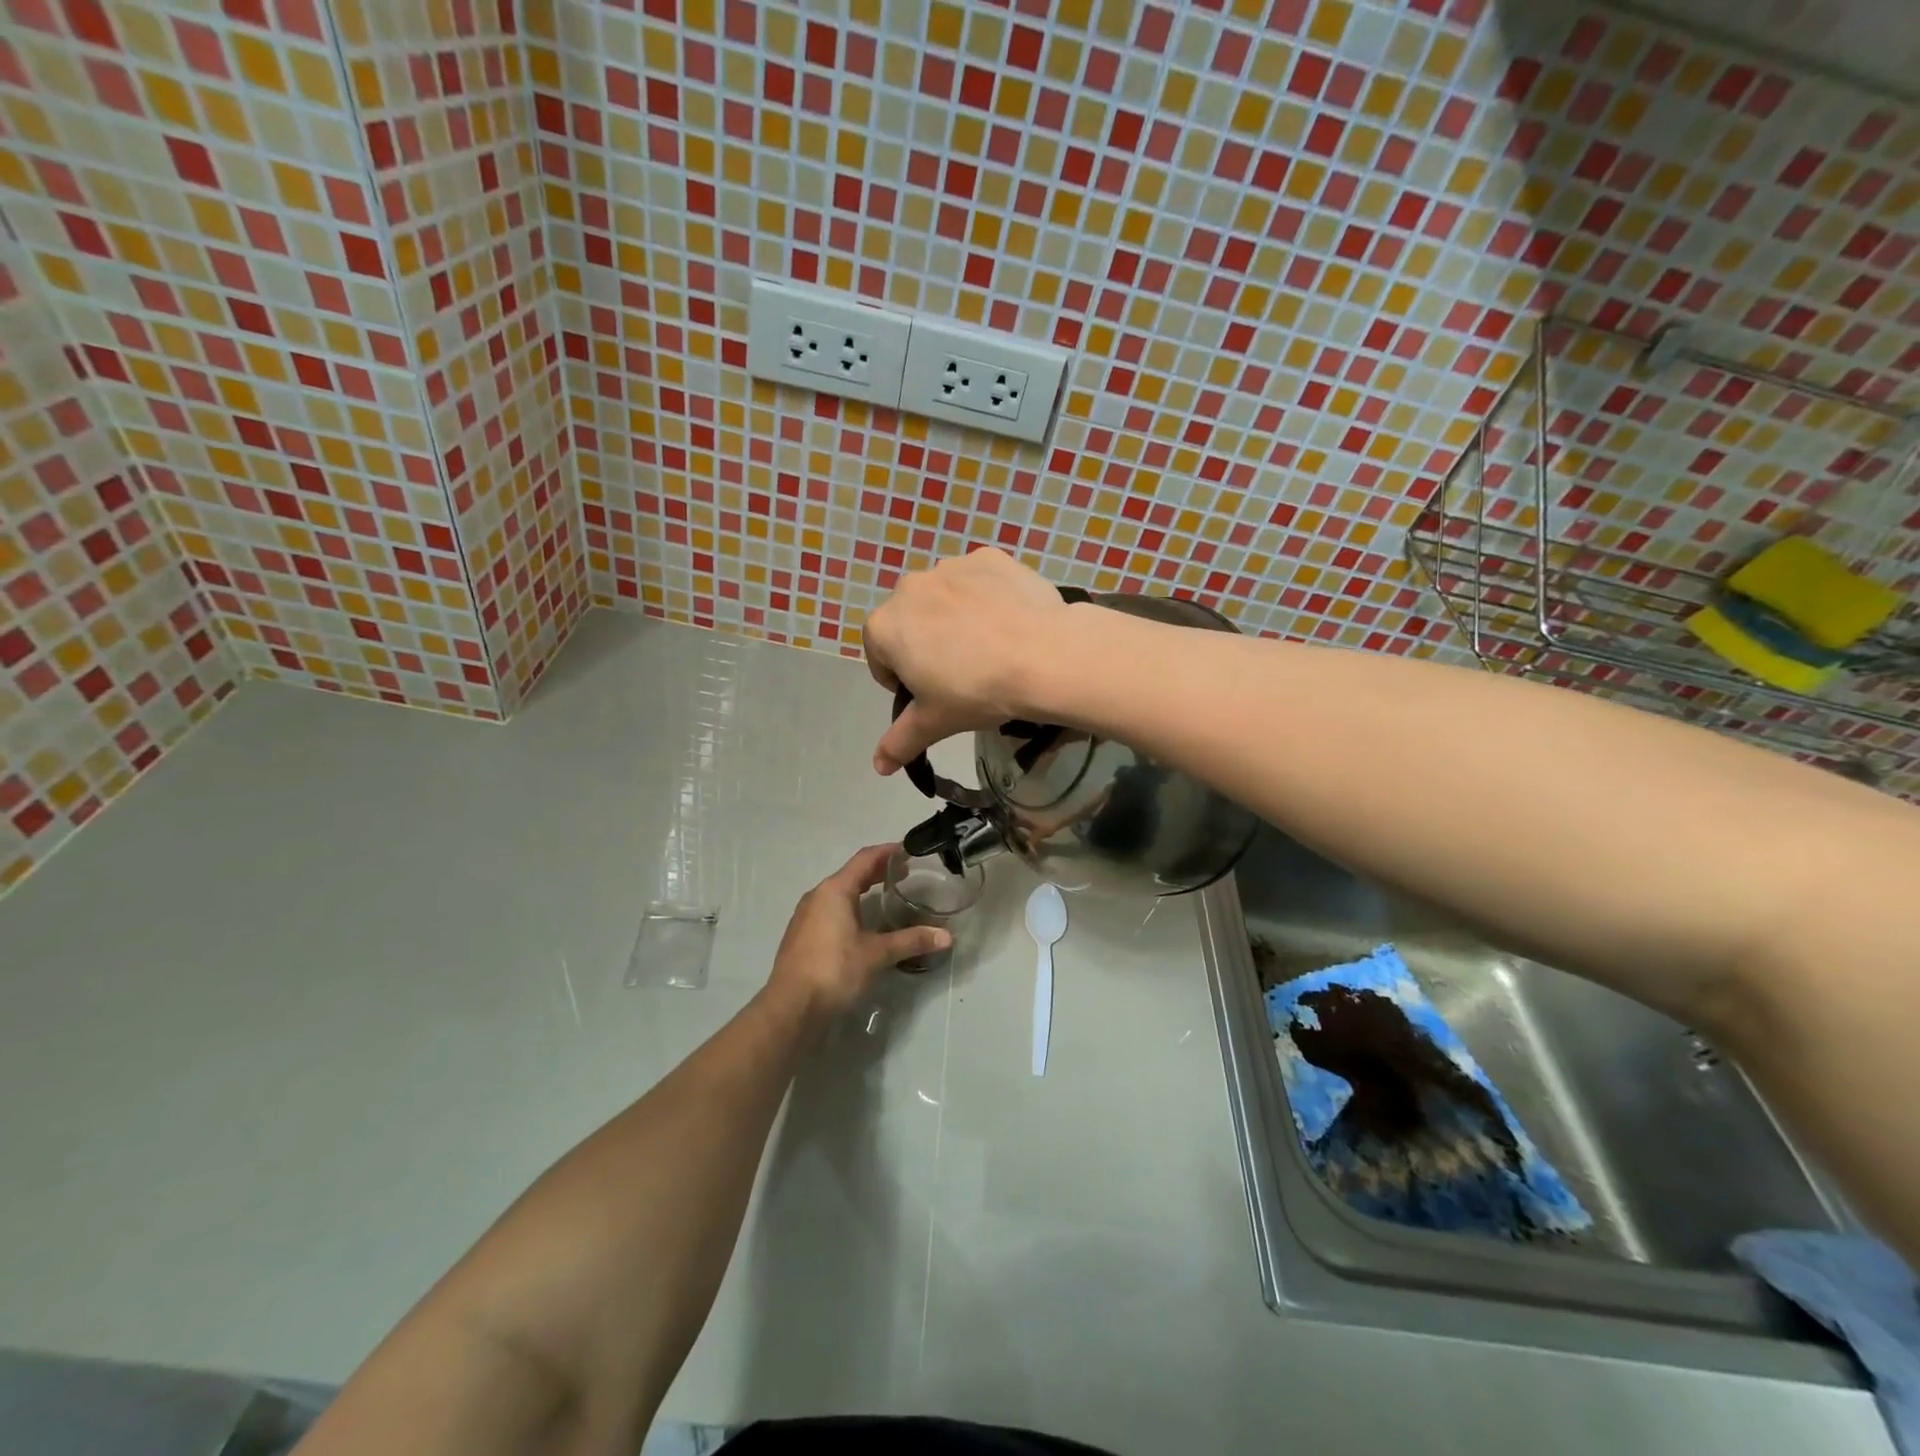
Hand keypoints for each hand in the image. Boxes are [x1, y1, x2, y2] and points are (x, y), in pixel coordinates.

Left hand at [765, 844, 951, 1022]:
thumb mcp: (876, 954)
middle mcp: (818, 895)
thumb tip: (946, 937)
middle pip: (852, 873)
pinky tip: (864, 923)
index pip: (865, 859)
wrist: (790, 1007)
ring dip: (864, 889)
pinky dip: (851, 906)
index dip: (888, 852)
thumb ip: (911, 941)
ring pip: (840, 892)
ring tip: (888, 895)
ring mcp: (806, 915)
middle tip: (906, 873)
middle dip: (879, 871)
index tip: (910, 851)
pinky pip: (831, 909)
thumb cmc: (834, 970)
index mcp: (835, 890)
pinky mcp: (802, 934)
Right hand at [862, 548, 1070, 774]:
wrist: (1043, 656)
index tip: (931, 694)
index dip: (903, 681)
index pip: (880, 658)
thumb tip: (879, 767)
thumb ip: (900, 742)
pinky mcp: (988, 557)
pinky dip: (986, 597)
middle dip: (926, 645)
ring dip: (954, 619)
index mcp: (884, 627)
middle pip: (910, 623)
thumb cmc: (977, 692)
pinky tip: (1008, 621)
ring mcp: (950, 566)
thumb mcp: (934, 722)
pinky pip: (978, 580)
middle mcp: (908, 587)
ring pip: (944, 598)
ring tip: (990, 647)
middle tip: (962, 673)